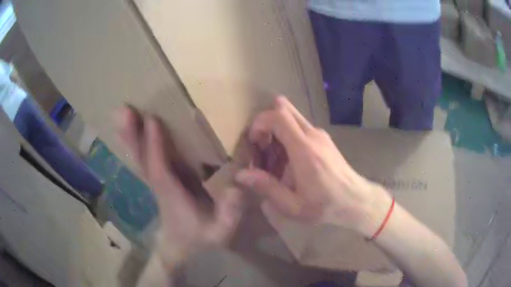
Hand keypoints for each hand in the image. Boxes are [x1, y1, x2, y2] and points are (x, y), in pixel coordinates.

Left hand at [114, 106, 240, 268]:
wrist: (185, 249)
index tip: (151, 120)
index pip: (159, 169)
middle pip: (142, 159)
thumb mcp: (222, 230)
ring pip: (140, 157)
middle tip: (121, 111)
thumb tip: (234, 186)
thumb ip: (229, 212)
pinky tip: (134, 129)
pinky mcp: (160, 181)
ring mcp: (158, 182)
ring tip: (121, 113)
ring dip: (130, 135)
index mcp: (173, 196)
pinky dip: (138, 142)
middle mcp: (160, 186)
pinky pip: (146, 158)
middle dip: (131, 135)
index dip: (154, 146)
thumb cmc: (203, 239)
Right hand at [235, 97, 391, 236]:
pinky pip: (300, 127)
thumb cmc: (324, 206)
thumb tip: (241, 174)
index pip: (278, 116)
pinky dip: (288, 136)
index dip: (260, 122)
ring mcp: (320, 134)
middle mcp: (312, 134)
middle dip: (267, 122)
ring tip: (274, 159)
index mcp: (303, 149)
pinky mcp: (324, 139)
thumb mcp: (292, 205)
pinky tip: (289, 161)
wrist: (355, 200)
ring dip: (277, 130)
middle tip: (262, 146)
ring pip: (292, 117)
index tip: (254, 142)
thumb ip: (266, 187)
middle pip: (284, 108)